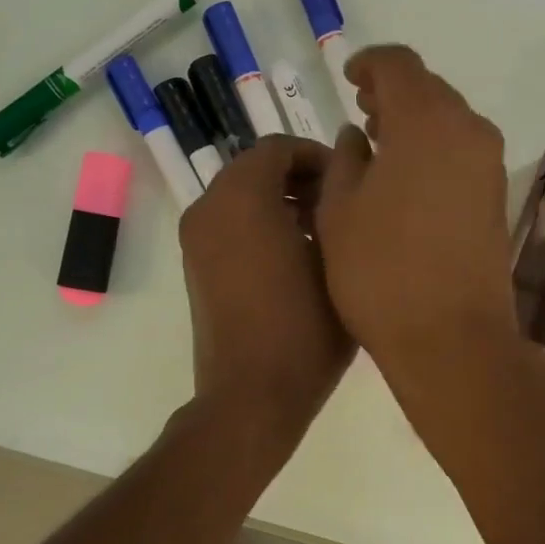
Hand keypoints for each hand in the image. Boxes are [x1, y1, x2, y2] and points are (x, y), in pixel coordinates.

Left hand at [180, 136, 354, 459]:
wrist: (251, 395)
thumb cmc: (304, 329)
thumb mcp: (337, 259)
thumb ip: (336, 204)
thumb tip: (339, 177)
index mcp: (242, 198)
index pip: (278, 147)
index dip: (317, 156)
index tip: (349, 181)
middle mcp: (209, 208)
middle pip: (255, 167)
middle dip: (299, 177)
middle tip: (339, 204)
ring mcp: (196, 239)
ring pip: (241, 195)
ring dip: (280, 199)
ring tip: (322, 230)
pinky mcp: (195, 265)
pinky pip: (229, 222)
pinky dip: (259, 221)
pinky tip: (295, 254)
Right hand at [316, 46, 519, 380]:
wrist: (452, 337)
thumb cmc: (381, 271)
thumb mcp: (339, 210)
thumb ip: (345, 159)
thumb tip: (359, 136)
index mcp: (424, 121)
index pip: (399, 65)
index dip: (369, 64)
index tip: (348, 80)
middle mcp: (468, 130)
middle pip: (429, 90)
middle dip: (393, 93)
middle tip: (361, 112)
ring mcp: (489, 164)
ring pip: (449, 121)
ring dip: (414, 122)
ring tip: (379, 145)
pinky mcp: (497, 196)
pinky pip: (462, 151)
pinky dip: (434, 149)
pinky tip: (407, 179)